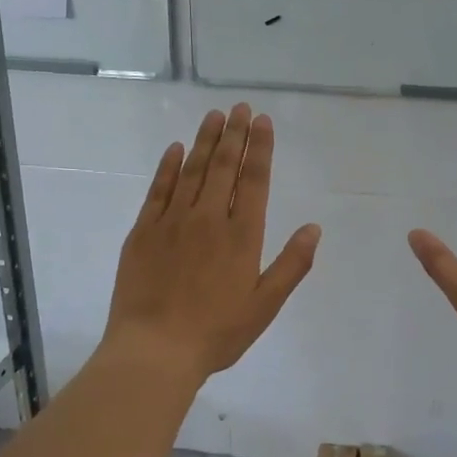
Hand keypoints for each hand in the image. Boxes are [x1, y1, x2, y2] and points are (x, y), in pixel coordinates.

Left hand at [104, 104, 321, 383]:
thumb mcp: (265, 306)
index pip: (254, 181)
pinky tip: (175, 149)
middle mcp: (208, 219)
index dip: (260, 149)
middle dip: (234, 135)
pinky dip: (168, 167)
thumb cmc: (217, 333)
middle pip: (223, 167)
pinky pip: (158, 190)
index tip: (262, 121)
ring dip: (204, 141)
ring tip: (214, 116)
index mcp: (242, 236)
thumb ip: (291, 265)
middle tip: (239, 107)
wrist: (155, 349)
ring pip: (191, 171)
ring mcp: (172, 222)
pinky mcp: (143, 232)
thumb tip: (314, 228)